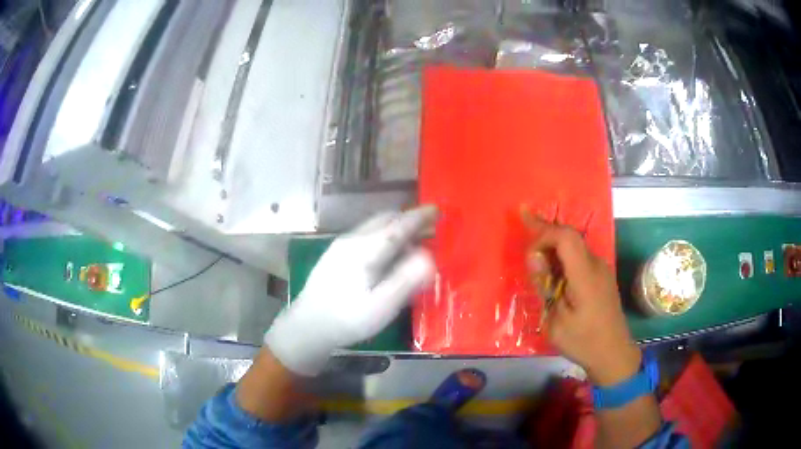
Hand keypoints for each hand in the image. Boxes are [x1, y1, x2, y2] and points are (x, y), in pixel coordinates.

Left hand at [265, 206, 436, 375]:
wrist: (307, 326)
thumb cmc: (348, 318)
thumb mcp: (382, 305)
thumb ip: (407, 279)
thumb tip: (429, 257)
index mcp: (365, 249)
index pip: (398, 225)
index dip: (419, 217)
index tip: (437, 210)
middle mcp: (353, 240)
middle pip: (385, 220)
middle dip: (409, 220)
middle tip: (429, 229)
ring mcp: (341, 245)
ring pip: (374, 226)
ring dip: (396, 228)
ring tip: (412, 242)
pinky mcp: (335, 254)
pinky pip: (366, 234)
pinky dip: (384, 236)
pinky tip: (388, 254)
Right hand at [527, 216, 640, 386]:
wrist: (613, 354)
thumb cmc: (582, 341)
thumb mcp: (554, 321)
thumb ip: (544, 286)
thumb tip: (535, 258)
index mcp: (585, 275)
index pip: (566, 237)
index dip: (544, 233)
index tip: (527, 247)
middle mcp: (596, 265)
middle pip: (570, 237)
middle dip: (545, 234)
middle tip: (524, 225)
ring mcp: (601, 270)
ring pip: (574, 246)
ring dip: (553, 248)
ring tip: (536, 259)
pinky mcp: (602, 277)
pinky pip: (580, 258)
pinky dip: (563, 258)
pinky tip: (553, 273)